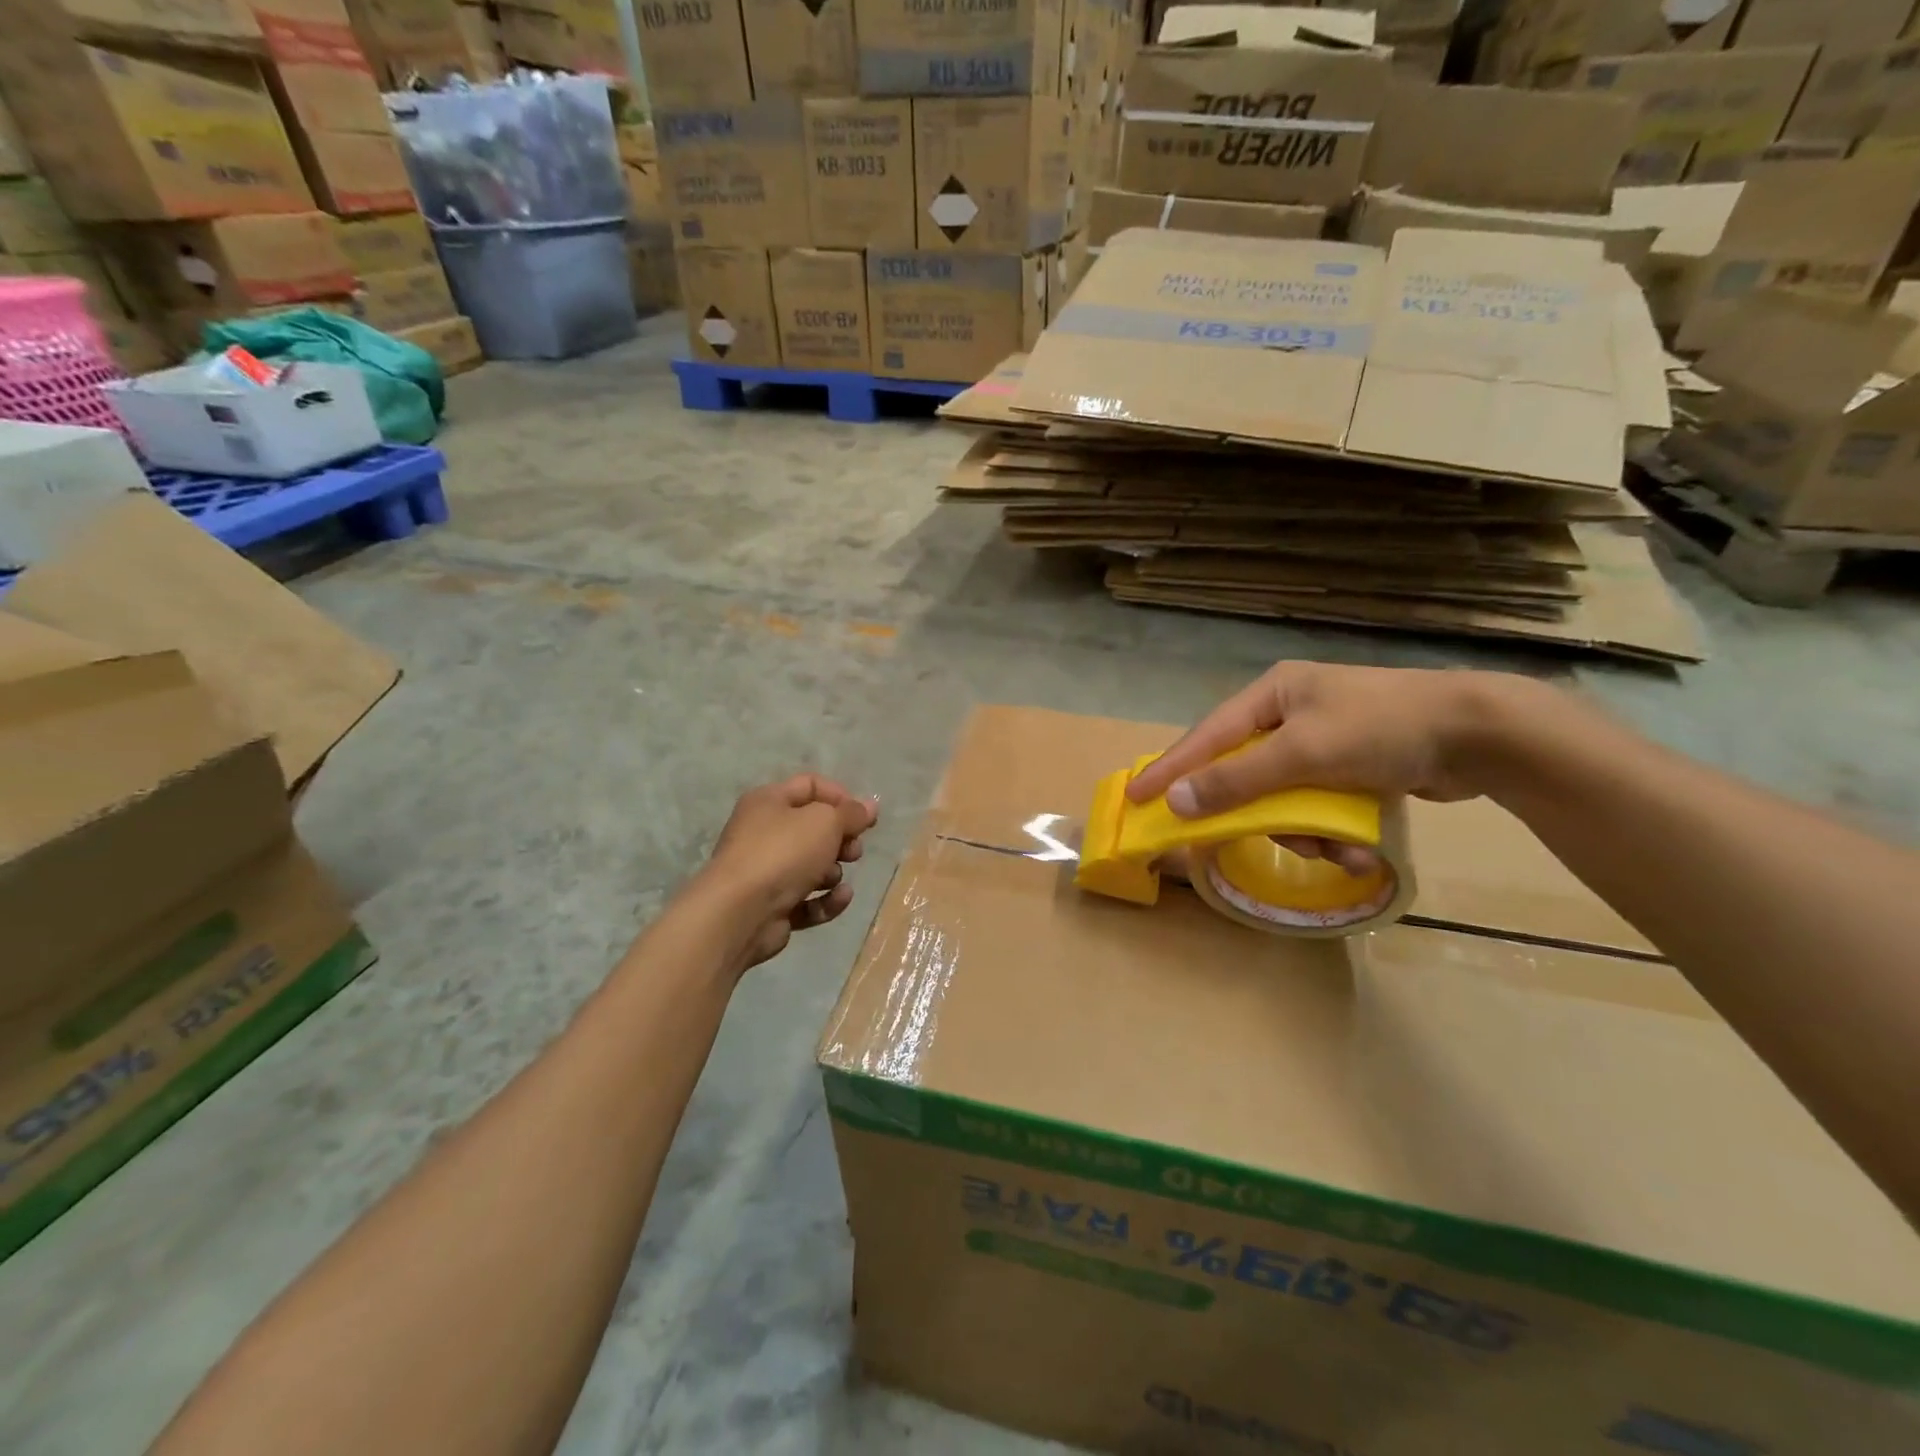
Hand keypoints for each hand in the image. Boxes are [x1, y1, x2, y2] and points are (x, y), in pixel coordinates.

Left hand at [701, 774, 877, 970]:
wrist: (739, 913)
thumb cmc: (782, 853)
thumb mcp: (825, 822)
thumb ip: (851, 813)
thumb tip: (870, 805)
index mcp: (769, 802)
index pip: (811, 786)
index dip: (841, 797)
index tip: (865, 817)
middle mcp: (764, 832)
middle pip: (814, 828)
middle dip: (841, 839)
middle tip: (854, 851)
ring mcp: (766, 872)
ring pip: (812, 865)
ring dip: (832, 872)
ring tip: (833, 877)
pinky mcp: (772, 907)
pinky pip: (808, 899)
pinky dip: (826, 900)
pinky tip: (839, 898)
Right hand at [1127, 664, 1511, 871]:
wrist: (1480, 735)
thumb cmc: (1380, 729)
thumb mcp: (1302, 754)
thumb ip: (1237, 781)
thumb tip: (1177, 802)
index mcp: (1272, 696)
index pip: (1206, 737)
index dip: (1169, 769)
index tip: (1135, 797)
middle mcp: (1290, 715)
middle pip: (1246, 774)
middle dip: (1260, 814)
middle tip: (1251, 839)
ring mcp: (1322, 742)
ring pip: (1284, 799)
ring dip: (1306, 831)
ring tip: (1338, 849)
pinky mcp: (1351, 768)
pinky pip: (1319, 806)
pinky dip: (1333, 830)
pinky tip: (1359, 847)